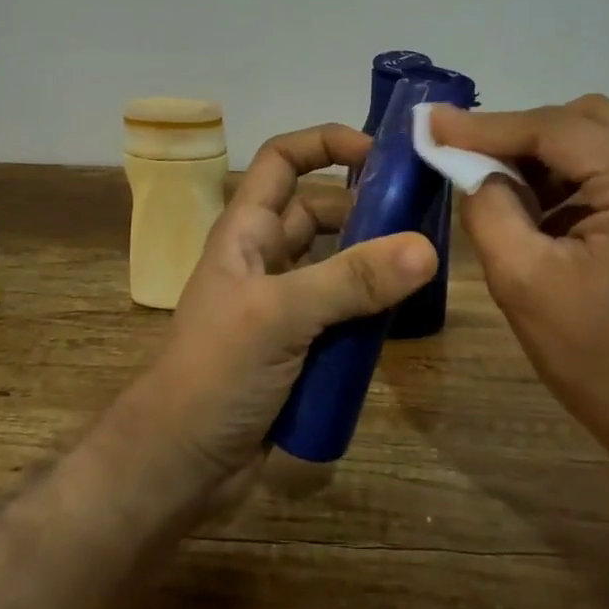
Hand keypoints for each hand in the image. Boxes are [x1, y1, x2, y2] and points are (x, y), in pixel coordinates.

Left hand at [108, 124, 436, 518]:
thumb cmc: (215, 372)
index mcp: (247, 231)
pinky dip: (371, 309)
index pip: (282, 161)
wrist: (181, 465)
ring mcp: (284, 304)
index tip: (379, 153)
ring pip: (338, 264)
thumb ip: (351, 281)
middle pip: (321, 212)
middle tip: (424, 218)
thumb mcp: (280, 316)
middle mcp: (266, 258)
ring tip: (427, 265)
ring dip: (375, 262)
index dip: (324, 143)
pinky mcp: (300, 346)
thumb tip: (426, 249)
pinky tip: (406, 316)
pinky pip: (344, 312)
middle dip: (366, 208)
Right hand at [429, 95, 608, 465]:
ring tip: (508, 189)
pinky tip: (552, 211)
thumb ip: (489, 208)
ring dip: (553, 156)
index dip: (488, 125)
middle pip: (588, 120)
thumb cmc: (606, 365)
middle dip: (523, 136)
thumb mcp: (525, 284)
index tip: (432, 123)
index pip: (557, 128)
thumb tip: (473, 166)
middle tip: (469, 158)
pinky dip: (582, 177)